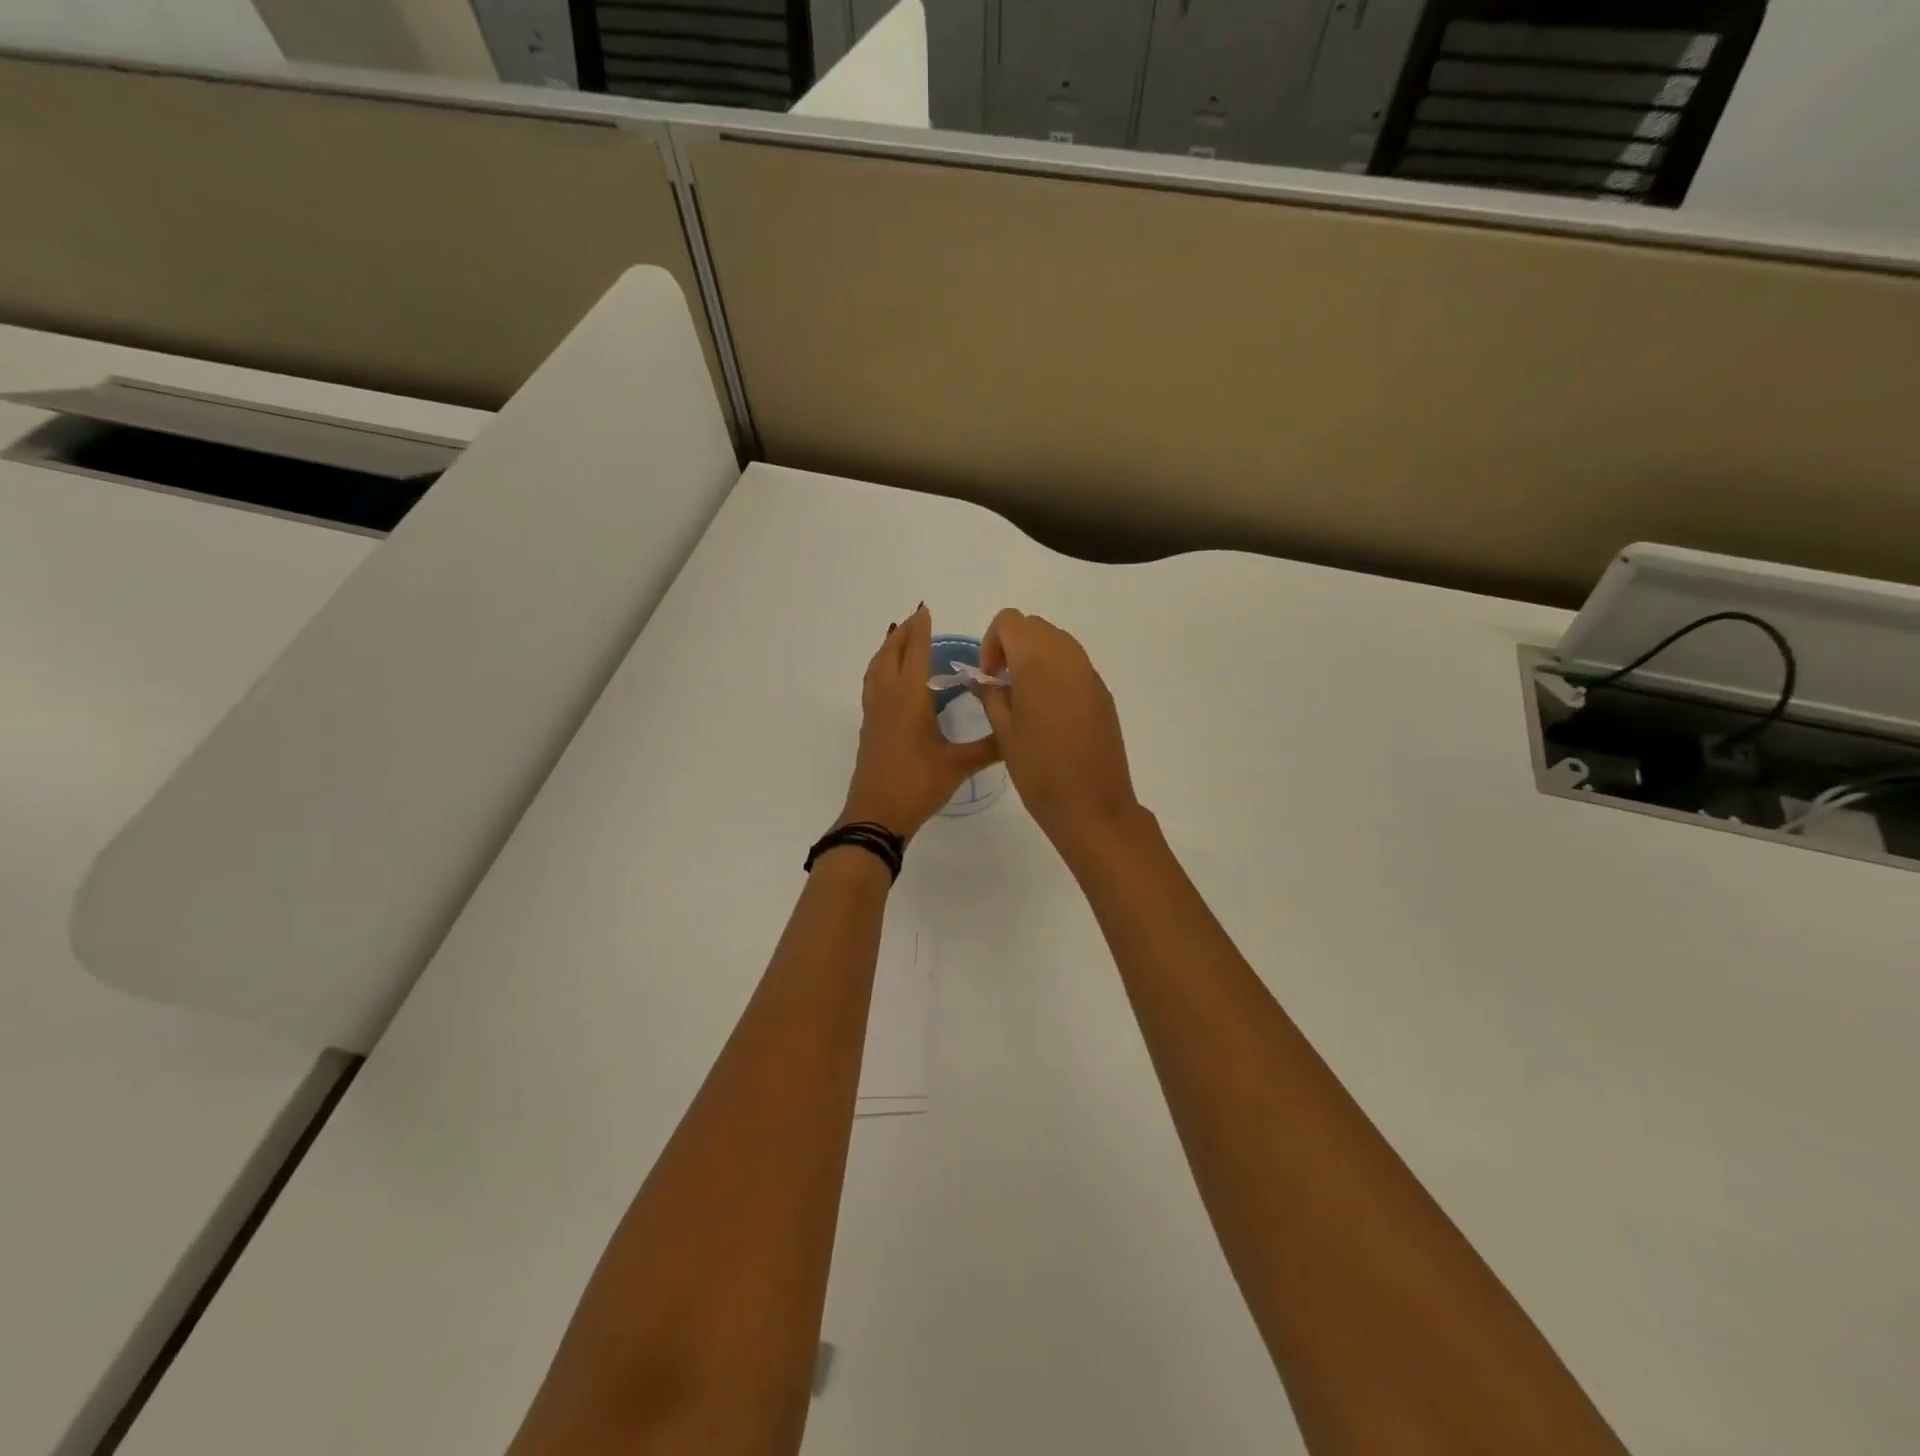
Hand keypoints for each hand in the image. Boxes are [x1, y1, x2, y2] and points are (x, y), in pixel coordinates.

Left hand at [839, 605, 1000, 841]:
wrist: (876, 816)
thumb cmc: (917, 785)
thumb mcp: (958, 765)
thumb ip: (989, 747)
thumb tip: (1017, 732)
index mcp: (909, 699)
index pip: (915, 654)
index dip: (921, 630)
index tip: (925, 609)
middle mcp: (888, 699)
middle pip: (890, 655)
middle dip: (902, 634)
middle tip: (915, 618)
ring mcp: (874, 714)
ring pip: (876, 669)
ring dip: (887, 649)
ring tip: (898, 639)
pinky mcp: (869, 729)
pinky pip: (872, 686)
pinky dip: (880, 670)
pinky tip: (889, 681)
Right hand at [977, 609, 1142, 855]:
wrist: (1092, 806)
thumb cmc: (1039, 771)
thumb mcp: (1004, 733)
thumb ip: (992, 696)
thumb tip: (987, 680)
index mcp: (1038, 662)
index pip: (1010, 621)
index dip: (992, 642)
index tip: (989, 677)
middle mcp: (1068, 657)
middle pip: (1035, 626)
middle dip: (1012, 646)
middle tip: (1002, 685)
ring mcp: (1090, 674)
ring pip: (1058, 642)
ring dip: (1035, 657)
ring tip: (1024, 699)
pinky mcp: (1103, 693)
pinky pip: (1075, 665)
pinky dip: (1056, 673)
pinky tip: (1050, 714)